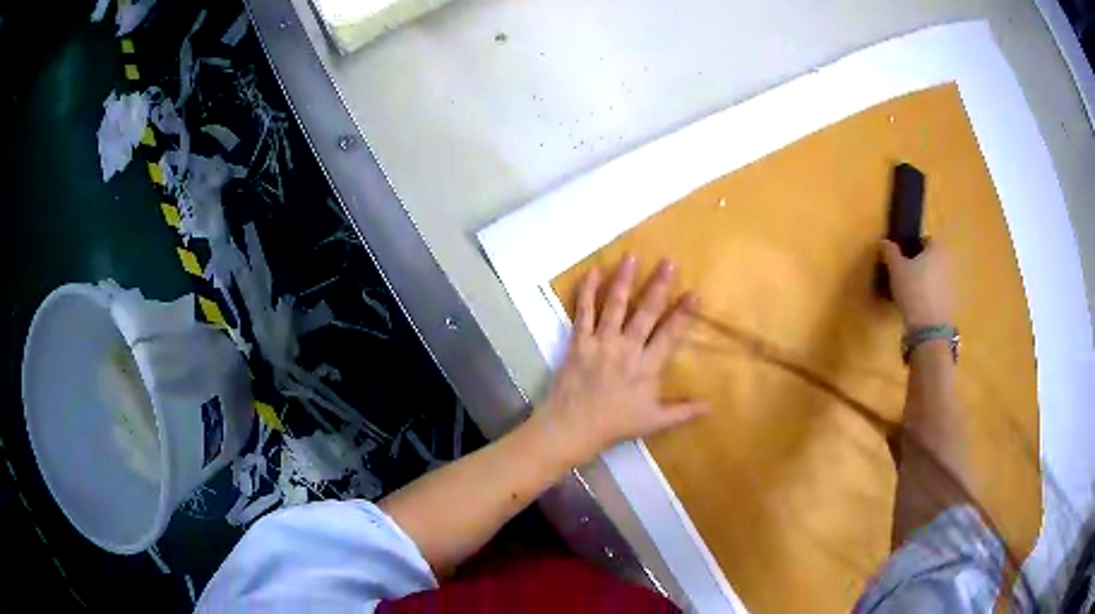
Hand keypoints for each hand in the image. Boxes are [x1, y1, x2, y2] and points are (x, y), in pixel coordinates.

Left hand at [533, 255, 709, 464]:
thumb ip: (683, 411)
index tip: (695, 294)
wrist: (572, 427)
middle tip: (669, 262)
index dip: (683, 314)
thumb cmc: (615, 424)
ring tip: (631, 256)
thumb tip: (711, 406)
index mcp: (647, 366)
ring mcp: (601, 342)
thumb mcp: (654, 422)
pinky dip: (587, 291)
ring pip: (615, 305)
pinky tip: (593, 271)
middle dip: (659, 285)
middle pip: (645, 312)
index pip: (670, 334)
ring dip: (624, 279)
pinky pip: (583, 312)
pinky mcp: (578, 341)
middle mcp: (626, 348)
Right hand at [881, 239, 952, 328]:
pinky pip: (936, 293)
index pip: (925, 240)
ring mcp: (949, 285)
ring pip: (933, 276)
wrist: (929, 328)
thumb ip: (890, 252)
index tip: (902, 255)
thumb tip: (885, 242)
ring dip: (924, 280)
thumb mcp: (896, 269)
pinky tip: (916, 305)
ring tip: (908, 291)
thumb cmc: (913, 290)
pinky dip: (927, 295)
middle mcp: (946, 263)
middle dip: (920, 263)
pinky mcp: (948, 304)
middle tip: (904, 272)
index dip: (913, 245)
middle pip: (931, 259)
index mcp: (935, 249)